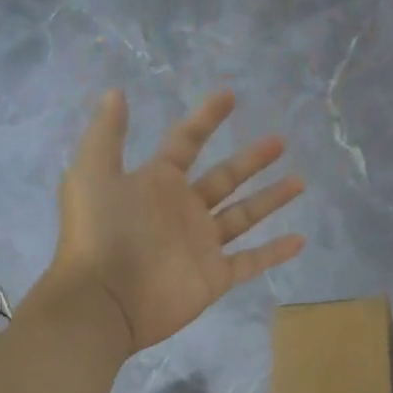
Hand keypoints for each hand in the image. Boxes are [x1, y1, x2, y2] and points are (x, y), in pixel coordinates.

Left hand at [48, 89, 306, 351]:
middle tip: (280, 141)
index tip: (230, 95)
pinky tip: (300, 239)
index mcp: (158, 183)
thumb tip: (114, 91)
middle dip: (252, 159)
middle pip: (226, 177)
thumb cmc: (100, 233)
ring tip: (300, 181)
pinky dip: (275, 252)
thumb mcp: (92, 174)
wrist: (101, 301)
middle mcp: (183, 209)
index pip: (187, 142)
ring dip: (271, 198)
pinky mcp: (214, 276)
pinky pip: (251, 261)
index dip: (207, 118)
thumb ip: (107, 133)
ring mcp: (201, 243)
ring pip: (244, 215)